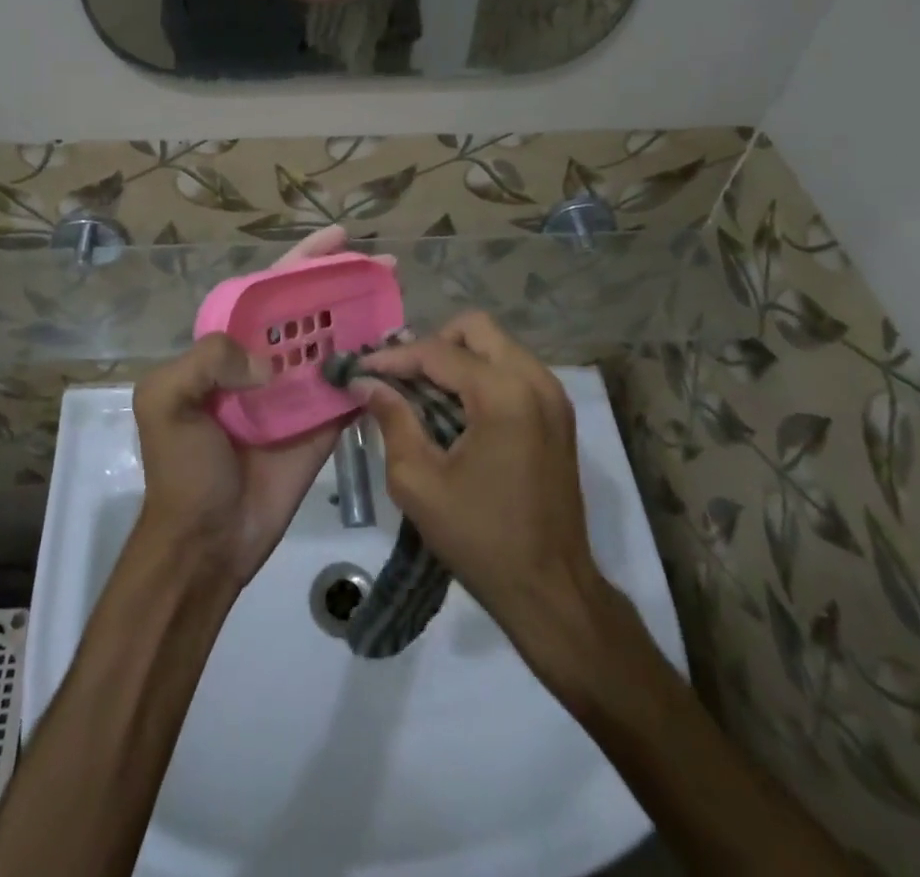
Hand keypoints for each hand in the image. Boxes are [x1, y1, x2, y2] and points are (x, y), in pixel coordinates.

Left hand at [133, 227, 385, 584]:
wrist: (206, 540)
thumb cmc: (182, 468)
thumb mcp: (166, 401)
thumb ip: (206, 359)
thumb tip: (269, 364)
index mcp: (229, 347)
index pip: (271, 290)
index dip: (304, 261)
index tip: (340, 238)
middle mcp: (267, 362)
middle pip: (312, 311)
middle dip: (345, 283)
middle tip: (386, 265)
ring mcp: (298, 394)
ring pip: (337, 346)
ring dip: (367, 322)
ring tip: (400, 298)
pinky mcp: (323, 426)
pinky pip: (352, 391)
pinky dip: (375, 372)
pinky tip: (401, 352)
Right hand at [353, 313, 607, 642]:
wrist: (551, 590)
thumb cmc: (480, 538)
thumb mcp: (419, 482)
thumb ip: (392, 420)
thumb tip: (365, 382)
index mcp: (504, 395)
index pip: (438, 352)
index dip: (394, 357)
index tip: (360, 369)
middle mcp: (535, 381)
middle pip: (475, 329)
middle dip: (432, 345)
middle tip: (402, 378)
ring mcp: (553, 395)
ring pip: (496, 345)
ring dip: (457, 358)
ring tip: (423, 392)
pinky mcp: (559, 413)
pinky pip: (513, 369)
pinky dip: (481, 374)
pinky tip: (456, 409)